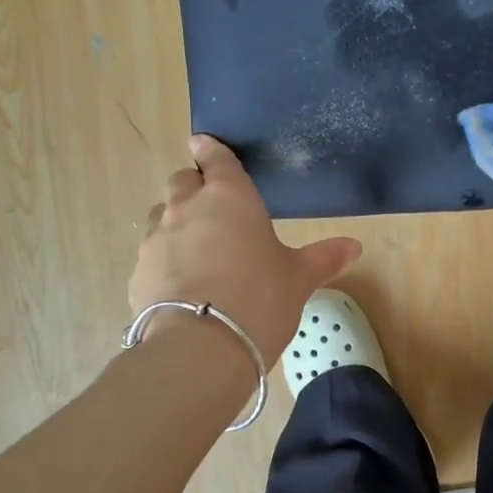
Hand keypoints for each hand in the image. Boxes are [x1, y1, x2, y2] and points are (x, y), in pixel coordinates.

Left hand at [129, 135, 361, 364]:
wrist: (201, 346)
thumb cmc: (260, 299)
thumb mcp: (299, 279)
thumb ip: (324, 258)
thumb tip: (354, 247)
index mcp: (230, 197)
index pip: (215, 158)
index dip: (210, 150)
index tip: (204, 146)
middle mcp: (187, 207)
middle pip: (182, 181)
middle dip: (195, 188)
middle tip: (215, 212)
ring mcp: (156, 238)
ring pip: (162, 216)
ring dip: (177, 223)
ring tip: (198, 252)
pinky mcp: (138, 270)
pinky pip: (151, 254)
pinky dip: (165, 260)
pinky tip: (183, 286)